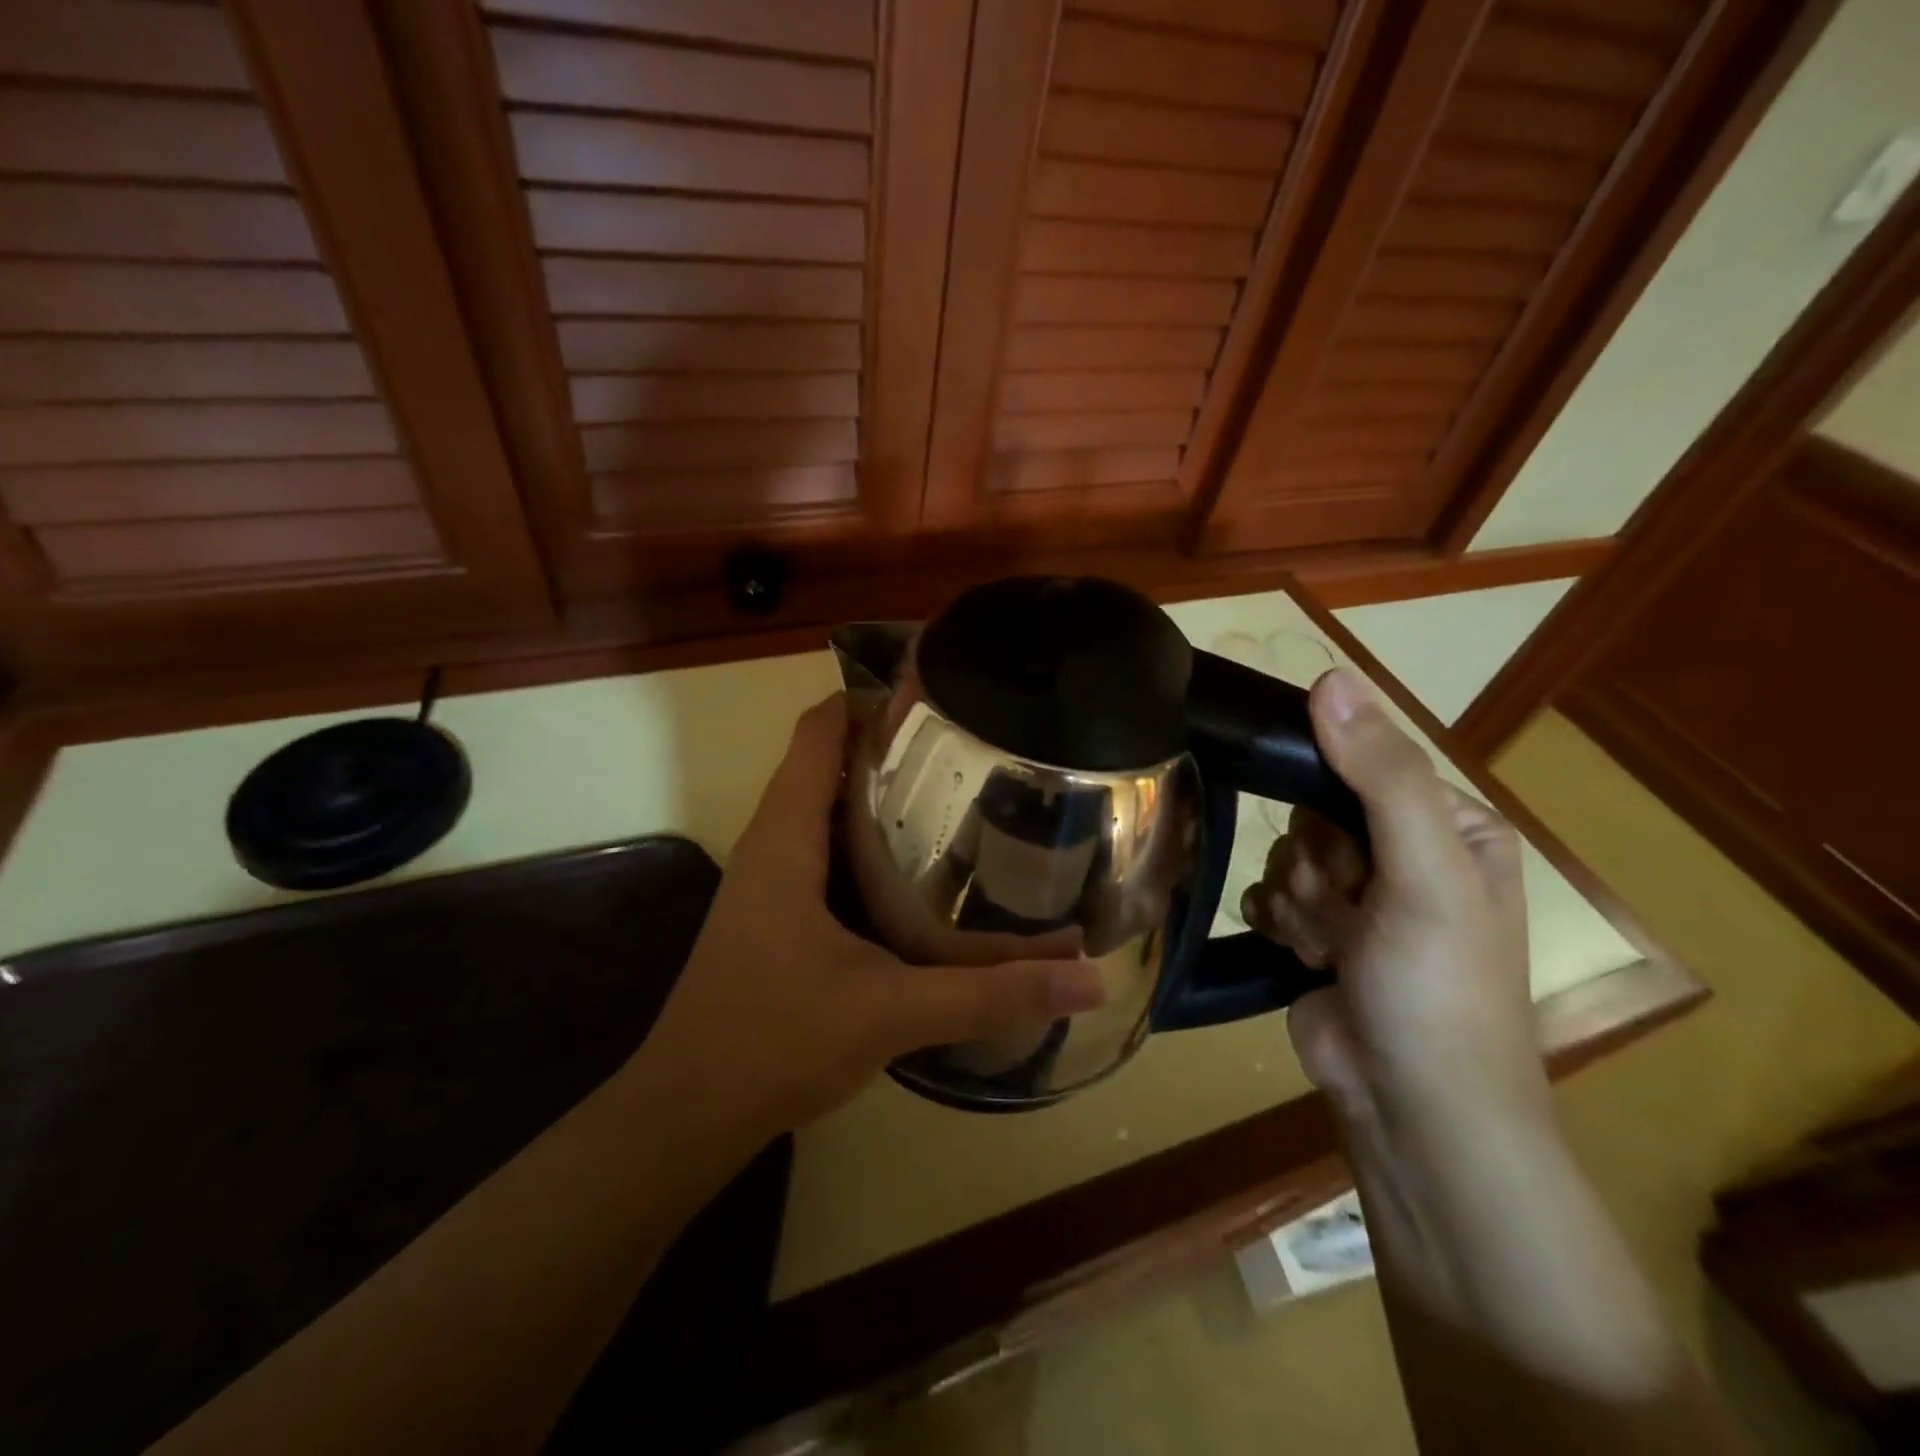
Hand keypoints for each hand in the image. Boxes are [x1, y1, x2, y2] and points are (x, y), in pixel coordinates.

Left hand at [638, 694, 1105, 1136]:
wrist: (686, 1115)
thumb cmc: (773, 1041)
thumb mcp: (891, 1012)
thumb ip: (989, 994)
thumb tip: (1086, 977)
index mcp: (785, 838)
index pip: (818, 731)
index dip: (868, 699)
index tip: (935, 696)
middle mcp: (771, 845)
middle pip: (825, 763)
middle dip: (889, 746)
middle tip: (966, 748)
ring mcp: (768, 882)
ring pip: (824, 810)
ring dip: (877, 795)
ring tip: (953, 795)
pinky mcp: (775, 916)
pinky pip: (823, 853)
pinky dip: (866, 843)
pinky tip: (916, 873)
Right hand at [1241, 668, 1545, 1130]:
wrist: (1412, 1110)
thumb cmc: (1437, 987)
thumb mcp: (1424, 872)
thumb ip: (1380, 774)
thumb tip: (1330, 675)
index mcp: (1450, 826)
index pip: (1361, 768)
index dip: (1336, 805)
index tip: (1347, 855)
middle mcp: (1404, 854)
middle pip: (1313, 814)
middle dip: (1318, 865)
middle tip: (1350, 913)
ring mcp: (1358, 897)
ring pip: (1286, 855)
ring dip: (1300, 902)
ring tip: (1332, 947)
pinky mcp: (1317, 933)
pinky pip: (1268, 894)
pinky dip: (1278, 922)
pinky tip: (1302, 955)